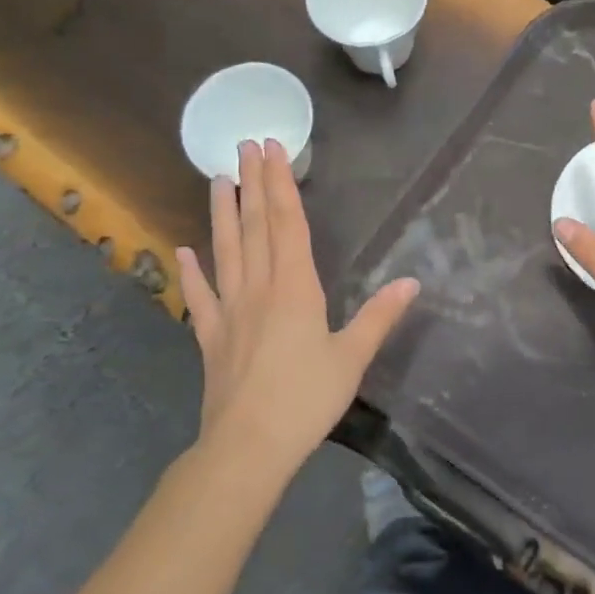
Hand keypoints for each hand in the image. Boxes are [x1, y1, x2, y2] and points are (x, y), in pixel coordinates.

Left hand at [176, 139, 418, 472]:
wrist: (247, 448)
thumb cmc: (306, 398)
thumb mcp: (352, 357)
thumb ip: (379, 316)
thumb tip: (411, 282)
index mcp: (295, 287)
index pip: (288, 223)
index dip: (280, 184)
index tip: (272, 150)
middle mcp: (259, 287)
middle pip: (254, 226)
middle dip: (252, 183)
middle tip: (244, 145)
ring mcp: (229, 310)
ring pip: (225, 250)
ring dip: (221, 212)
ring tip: (216, 179)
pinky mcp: (211, 336)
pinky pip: (200, 296)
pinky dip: (190, 271)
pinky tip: (183, 250)